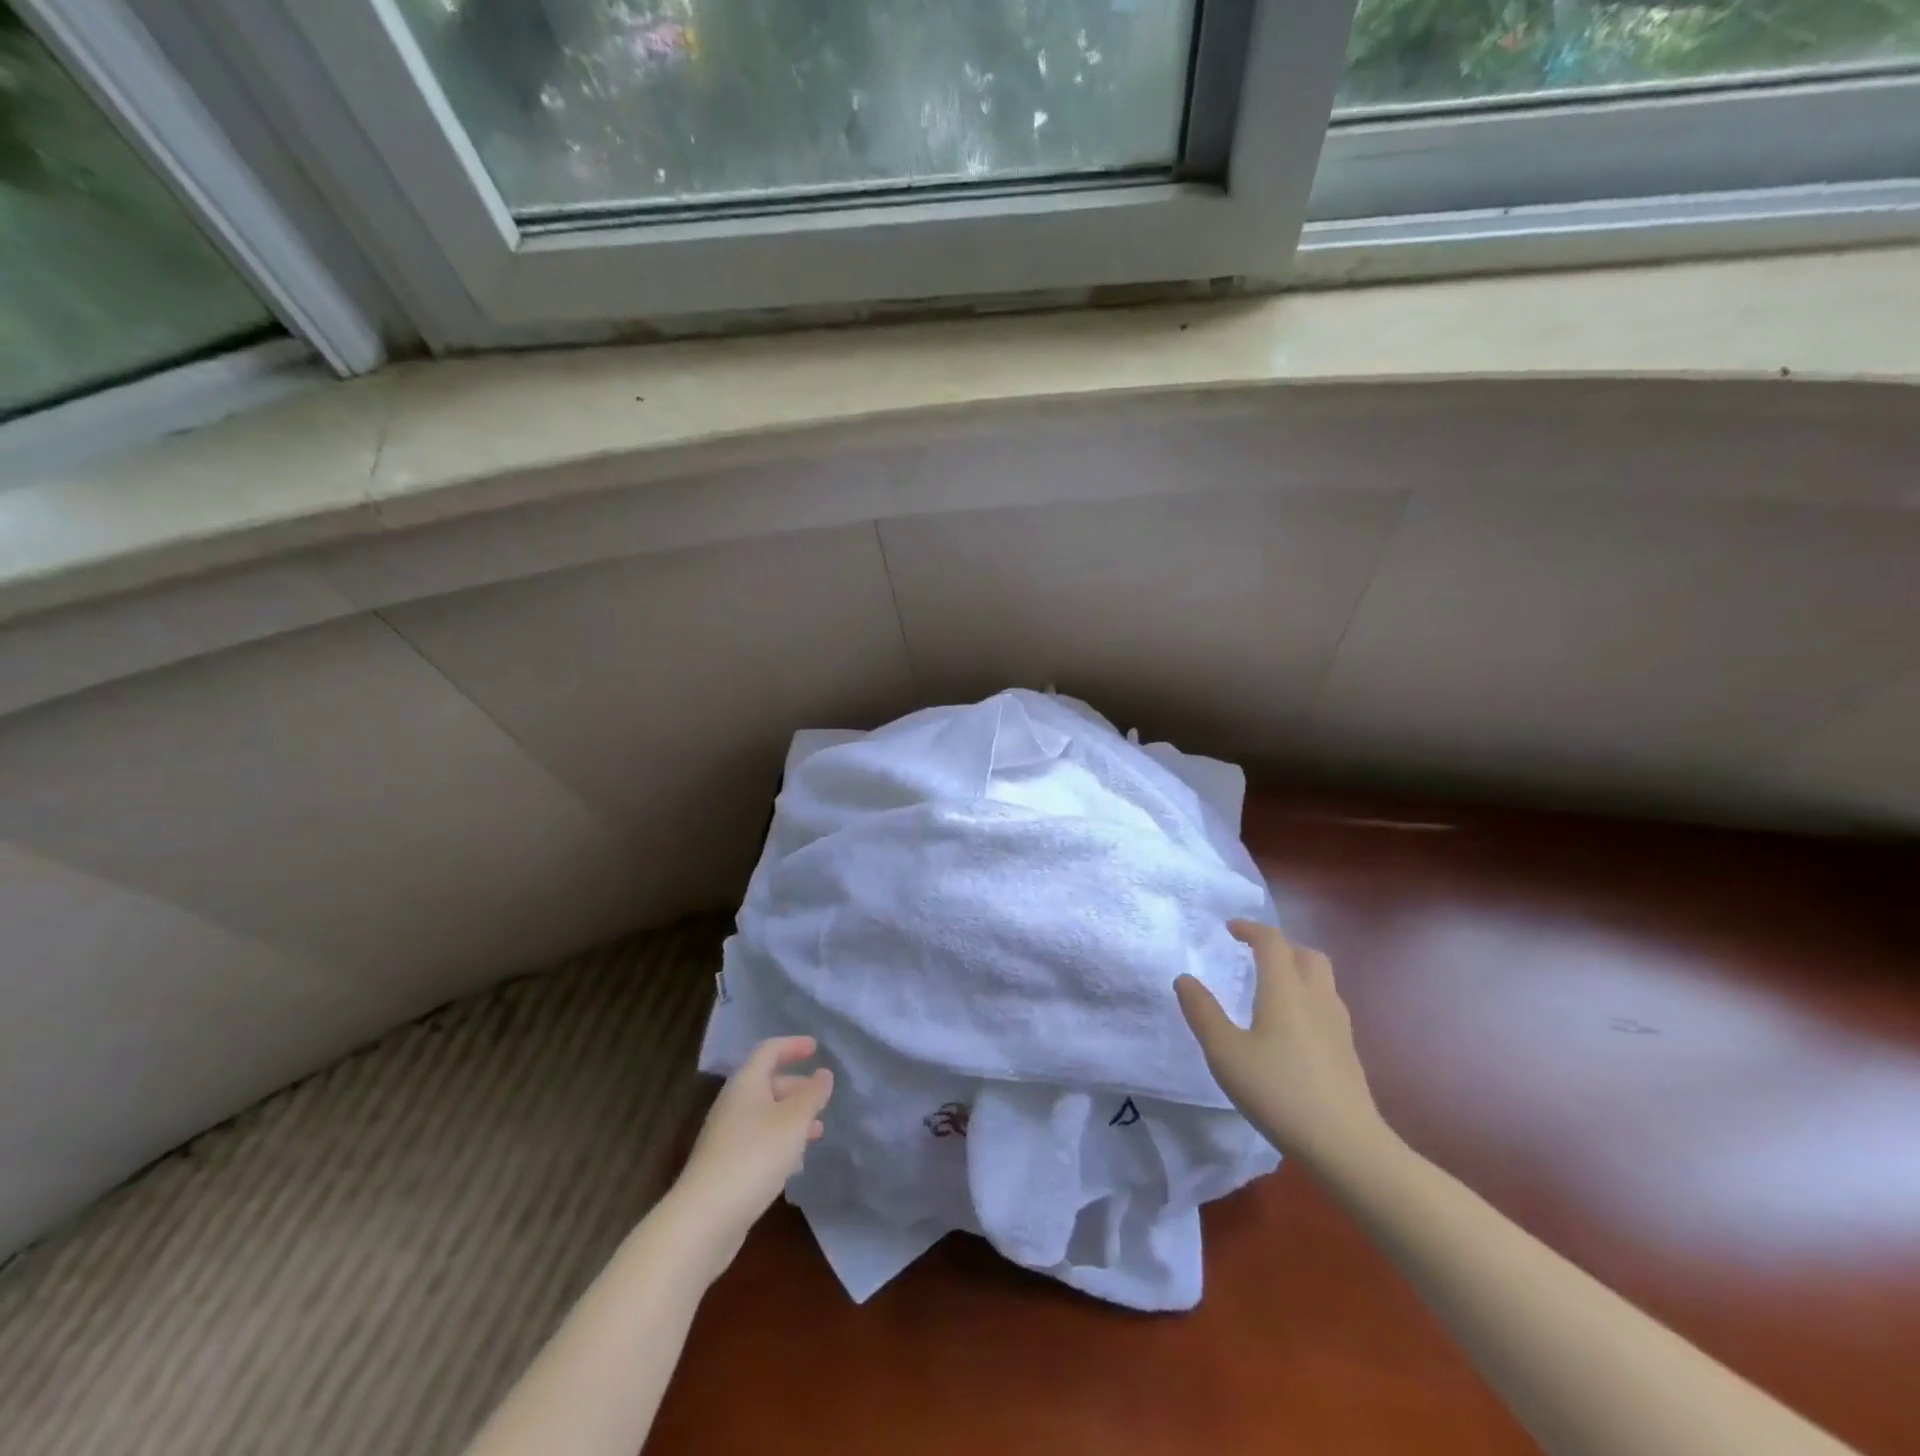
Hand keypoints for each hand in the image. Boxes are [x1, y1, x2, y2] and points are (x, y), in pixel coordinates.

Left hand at [670, 1036, 833, 1280]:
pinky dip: (780, 1142)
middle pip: (767, 1083)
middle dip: (797, 1086)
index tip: (816, 1047)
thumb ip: (813, 1094)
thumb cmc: (755, 1155)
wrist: (705, 1218)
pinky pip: (758, 1141)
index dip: (793, 1045)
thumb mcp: (794, 1121)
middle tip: (822, 1095)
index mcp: (746, 1084)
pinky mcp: (726, 1166)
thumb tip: (823, 1074)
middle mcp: (733, 1104)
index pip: (769, 1050)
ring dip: (792, 1117)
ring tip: (818, 1131)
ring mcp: (726, 1137)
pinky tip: (795, 1162)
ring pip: (765, 1115)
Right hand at [1175, 920, 1391, 1171]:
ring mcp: (1338, 1024)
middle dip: (1279, 945)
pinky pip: (1327, 1004)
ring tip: (1271, 986)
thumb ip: (1203, 1013)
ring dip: (1297, 969)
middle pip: (1305, 953)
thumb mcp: (1225, 1053)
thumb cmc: (1278, 1092)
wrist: (1347, 1145)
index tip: (1230, 929)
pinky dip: (1307, 997)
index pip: (1272, 941)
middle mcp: (1316, 997)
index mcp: (1285, 989)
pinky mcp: (1348, 1050)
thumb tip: (1184, 979)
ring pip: (1322, 978)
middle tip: (1253, 954)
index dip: (1251, 929)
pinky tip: (1292, 1026)